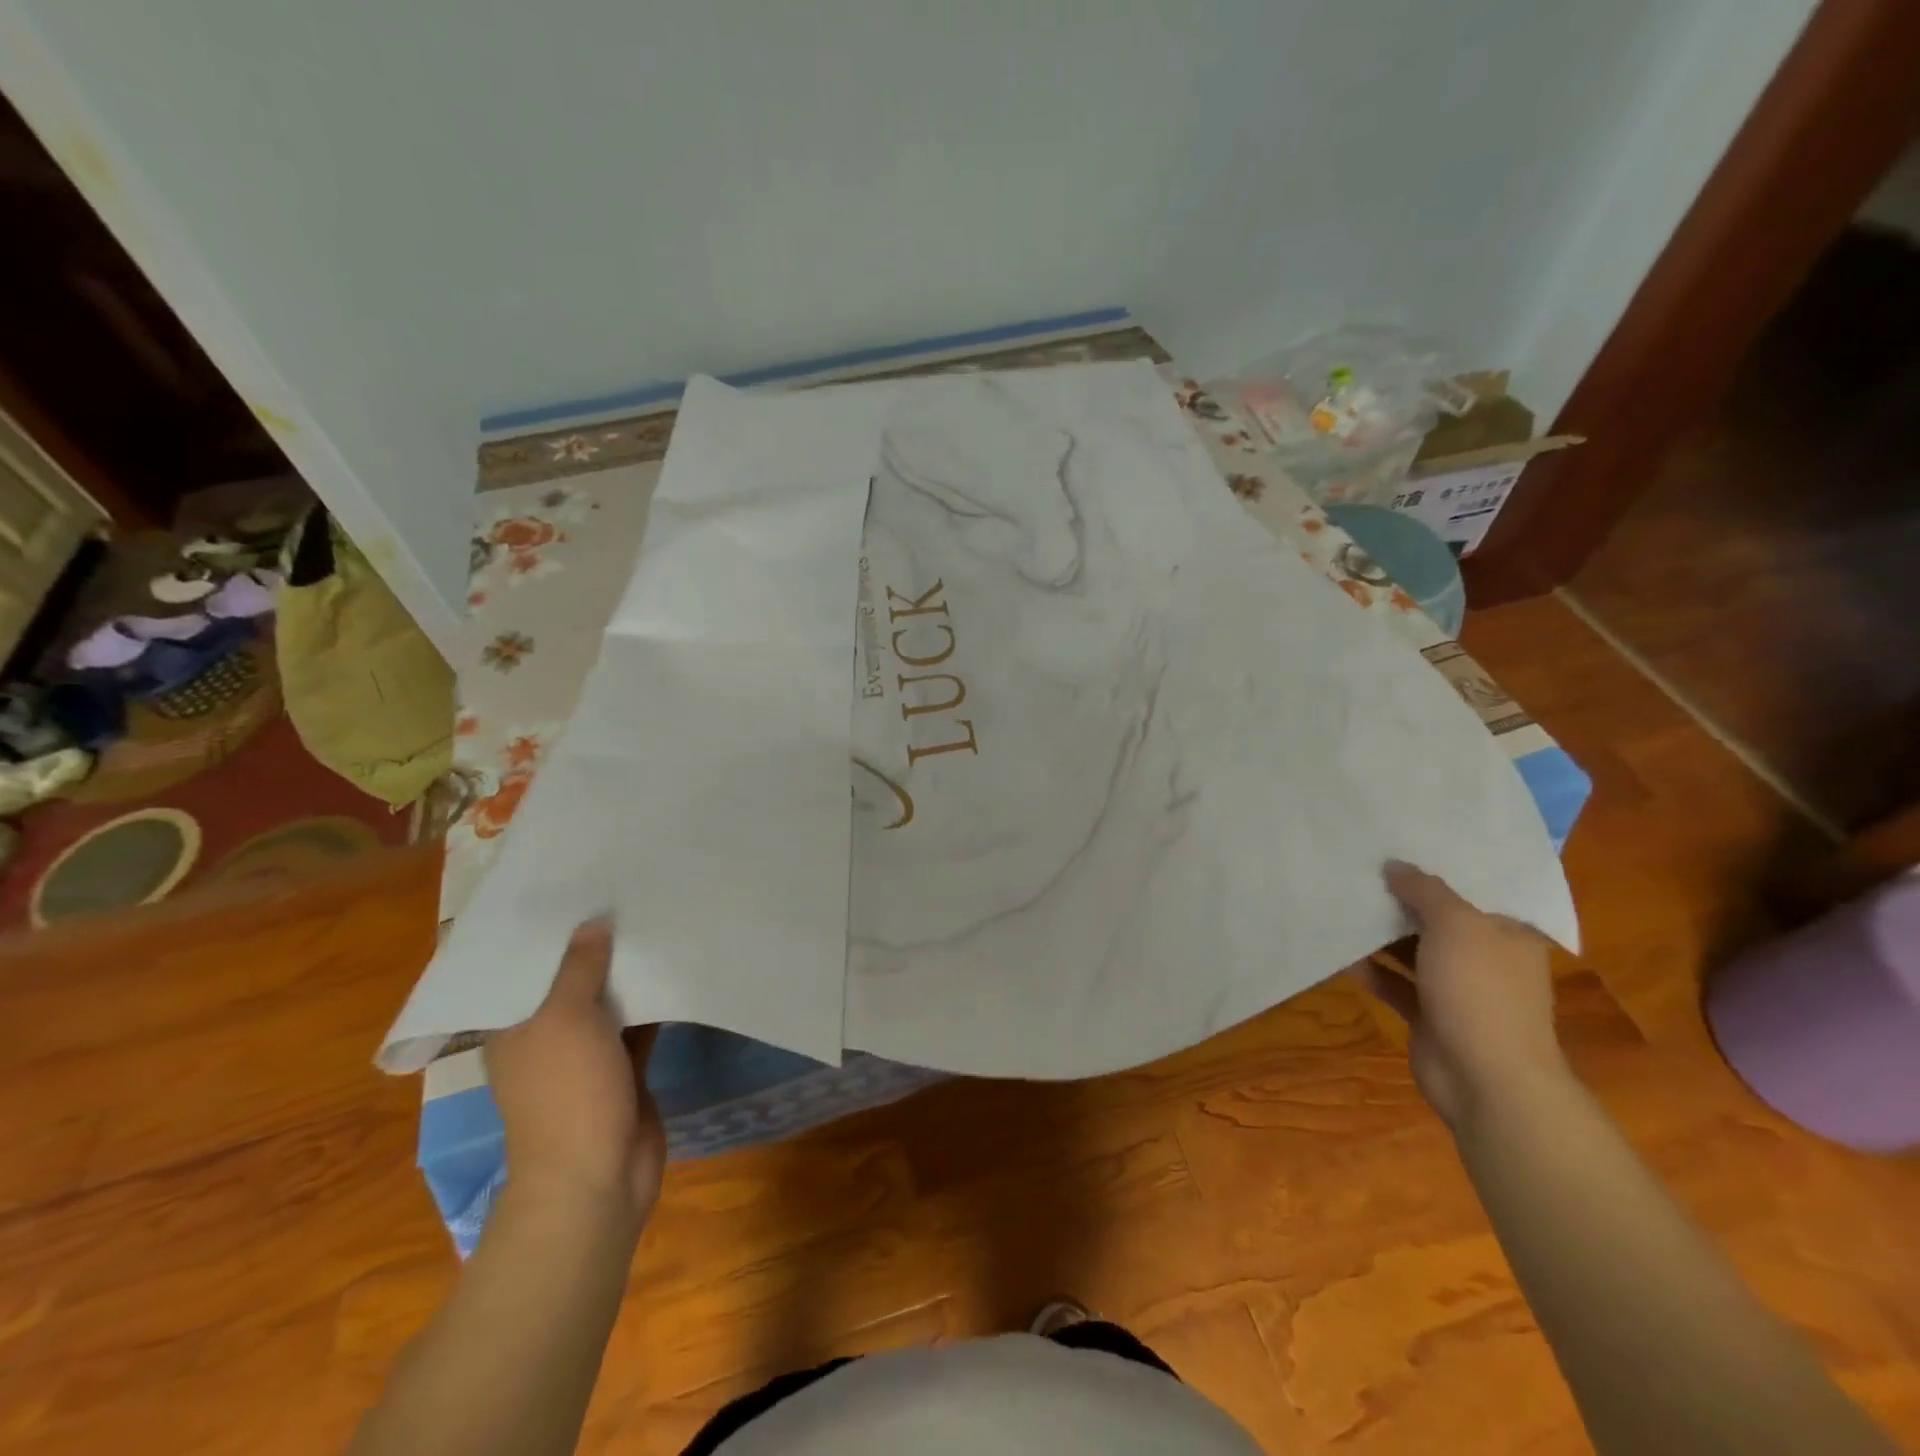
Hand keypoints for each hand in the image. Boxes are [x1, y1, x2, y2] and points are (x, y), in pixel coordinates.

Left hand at [484, 921, 665, 1233]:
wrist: (596, 1175)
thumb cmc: (567, 1092)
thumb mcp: (566, 1018)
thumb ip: (580, 968)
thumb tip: (593, 923)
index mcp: (514, 1026)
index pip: (523, 969)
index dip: (546, 933)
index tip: (574, 891)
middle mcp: (546, 1036)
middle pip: (569, 981)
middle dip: (595, 947)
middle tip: (626, 896)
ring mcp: (586, 1054)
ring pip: (608, 1002)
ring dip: (628, 974)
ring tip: (656, 921)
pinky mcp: (623, 1068)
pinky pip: (638, 1024)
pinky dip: (654, 1002)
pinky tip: (677, 968)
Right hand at [1359, 862, 1567, 1128]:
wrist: (1487, 1078)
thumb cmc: (1480, 990)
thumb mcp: (1456, 925)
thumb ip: (1425, 891)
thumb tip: (1395, 865)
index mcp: (1507, 935)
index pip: (1471, 893)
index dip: (1435, 871)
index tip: (1396, 849)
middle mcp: (1486, 959)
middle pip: (1437, 921)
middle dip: (1400, 902)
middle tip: (1358, 873)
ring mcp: (1457, 990)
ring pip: (1412, 952)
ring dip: (1380, 936)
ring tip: (1340, 906)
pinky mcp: (1429, 1016)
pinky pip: (1394, 983)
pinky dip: (1371, 970)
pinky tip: (1339, 954)